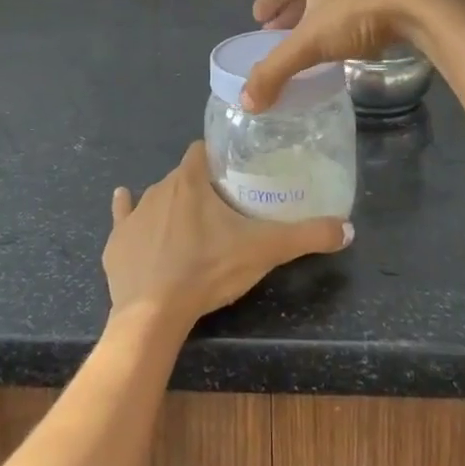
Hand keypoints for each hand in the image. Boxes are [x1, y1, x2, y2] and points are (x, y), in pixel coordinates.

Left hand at [104, 142, 351, 331]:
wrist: (153, 314)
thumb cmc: (208, 269)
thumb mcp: (264, 250)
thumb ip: (306, 236)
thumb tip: (348, 229)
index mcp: (190, 180)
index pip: (203, 151)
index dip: (218, 158)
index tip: (233, 172)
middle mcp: (158, 188)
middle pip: (183, 177)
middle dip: (200, 187)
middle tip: (222, 209)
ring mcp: (134, 215)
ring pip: (156, 198)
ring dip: (172, 205)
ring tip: (191, 226)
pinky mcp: (116, 242)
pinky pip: (123, 217)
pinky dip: (127, 213)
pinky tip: (123, 201)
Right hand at [243, 0, 446, 110]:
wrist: (423, 4)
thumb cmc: (358, 12)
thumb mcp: (311, 43)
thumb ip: (276, 70)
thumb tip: (247, 103)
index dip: (268, 1)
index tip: (258, 19)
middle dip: (293, 11)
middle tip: (279, 33)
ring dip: (321, 15)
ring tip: (311, 37)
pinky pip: (360, 4)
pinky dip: (347, 20)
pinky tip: (349, 38)